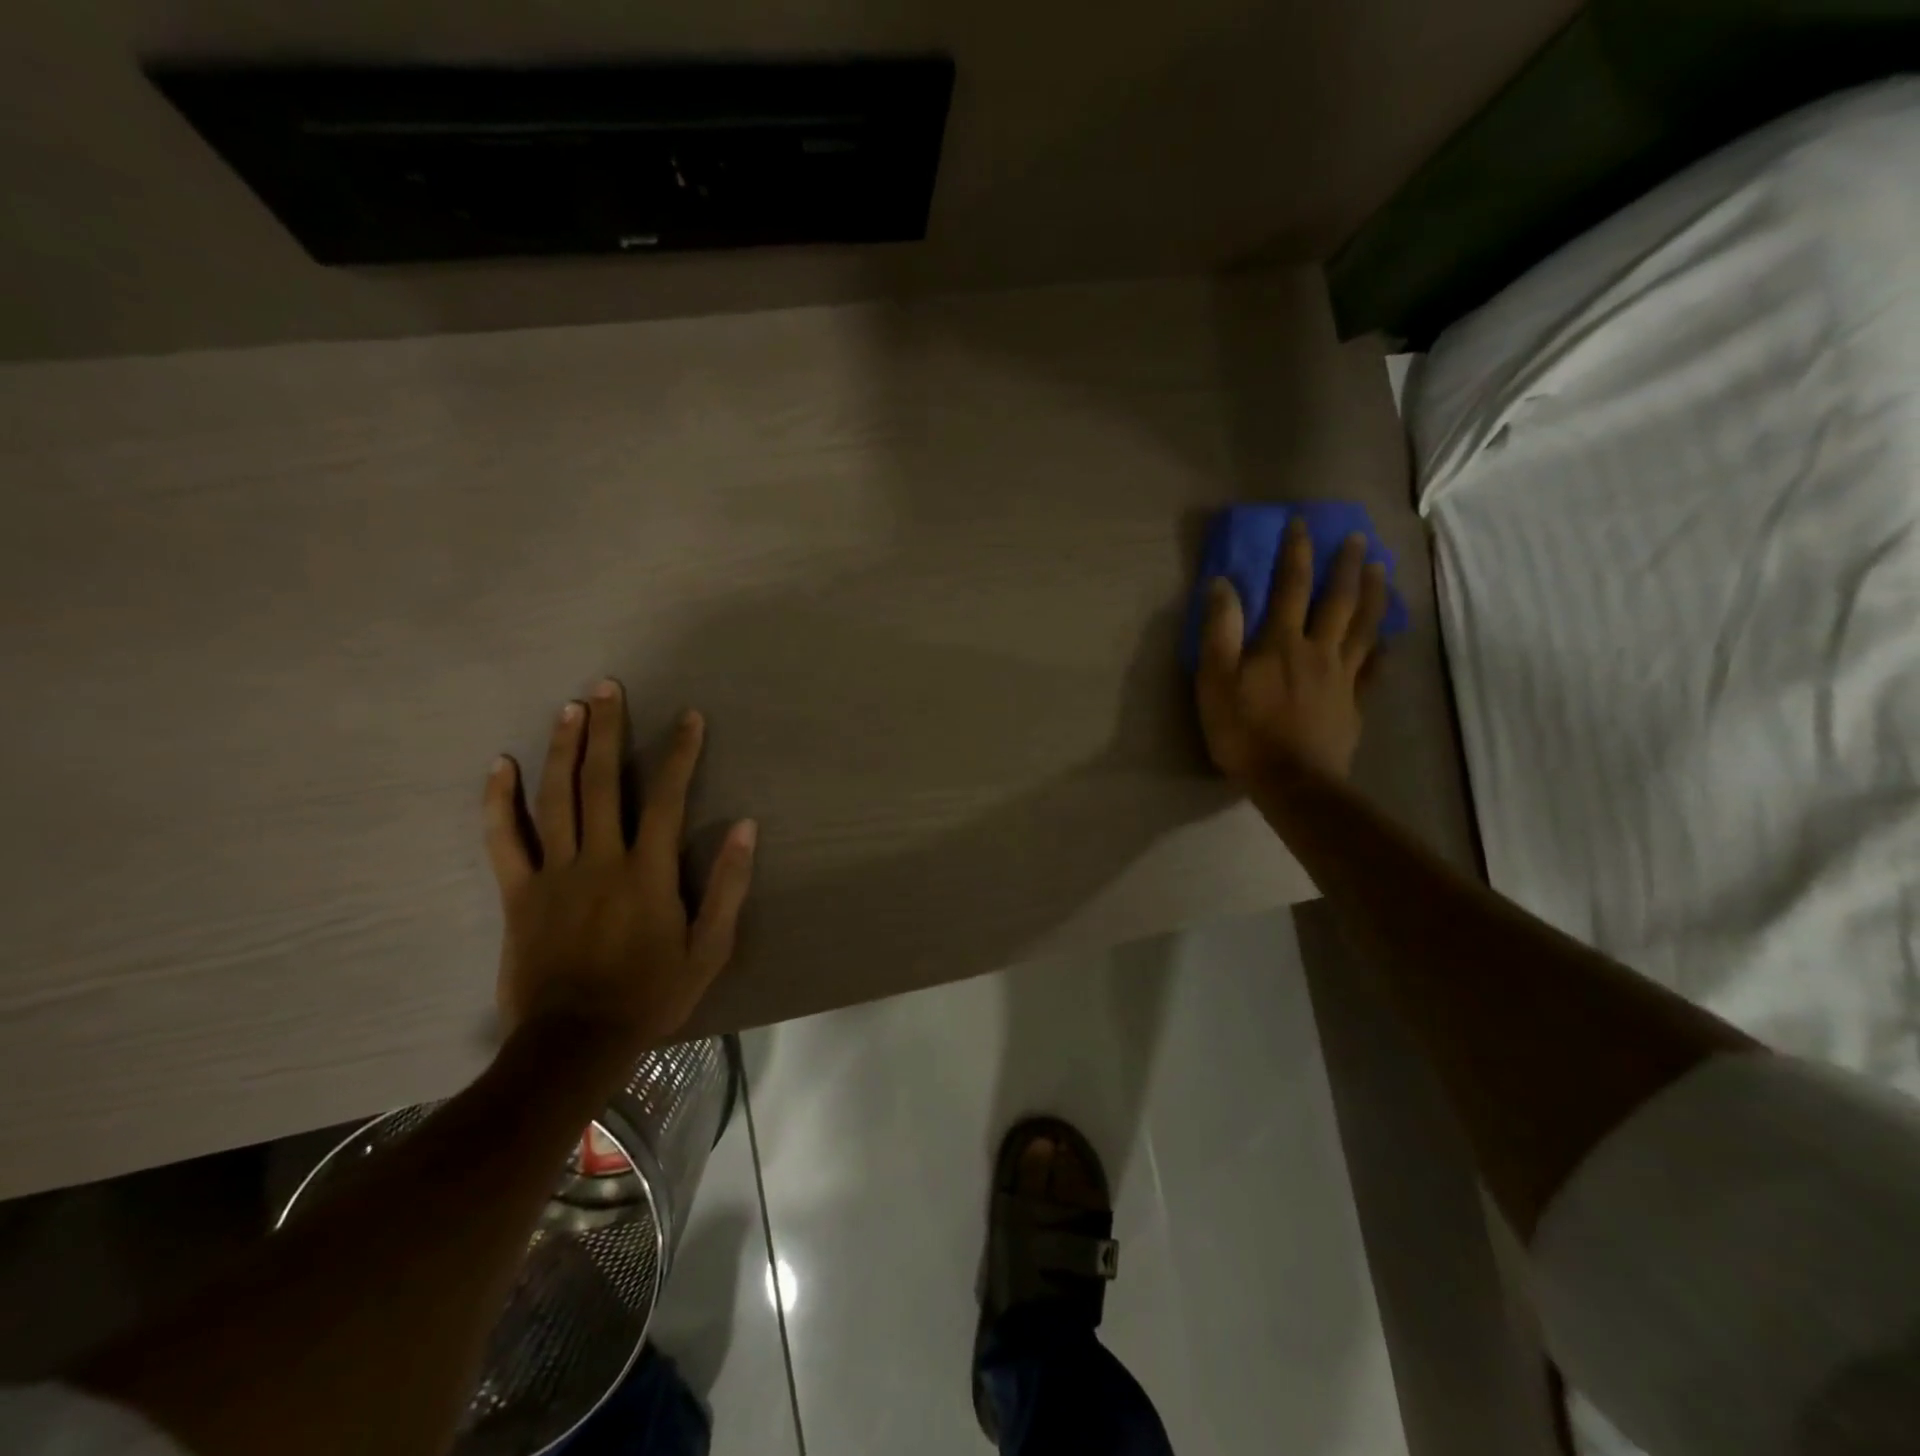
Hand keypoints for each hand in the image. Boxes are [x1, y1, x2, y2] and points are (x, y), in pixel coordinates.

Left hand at [483, 680, 756, 1050]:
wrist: (575, 1042)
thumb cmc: (652, 994)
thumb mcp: (709, 948)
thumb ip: (729, 886)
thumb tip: (747, 827)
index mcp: (648, 872)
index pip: (669, 798)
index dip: (681, 754)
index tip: (689, 717)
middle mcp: (600, 859)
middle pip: (604, 783)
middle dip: (609, 731)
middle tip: (607, 687)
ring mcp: (554, 873)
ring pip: (556, 798)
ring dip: (563, 749)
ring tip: (569, 708)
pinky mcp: (518, 893)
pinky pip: (504, 839)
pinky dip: (498, 801)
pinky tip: (499, 766)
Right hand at [1196, 520, 1388, 782]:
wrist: (1292, 782)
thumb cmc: (1244, 733)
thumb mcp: (1215, 682)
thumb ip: (1219, 633)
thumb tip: (1223, 584)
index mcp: (1281, 643)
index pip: (1290, 587)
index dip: (1296, 553)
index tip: (1301, 524)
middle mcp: (1318, 650)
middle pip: (1338, 600)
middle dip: (1346, 566)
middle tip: (1358, 538)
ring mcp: (1342, 677)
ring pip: (1365, 628)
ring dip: (1375, 595)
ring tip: (1382, 571)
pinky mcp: (1355, 704)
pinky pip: (1375, 669)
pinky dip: (1384, 649)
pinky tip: (1392, 637)